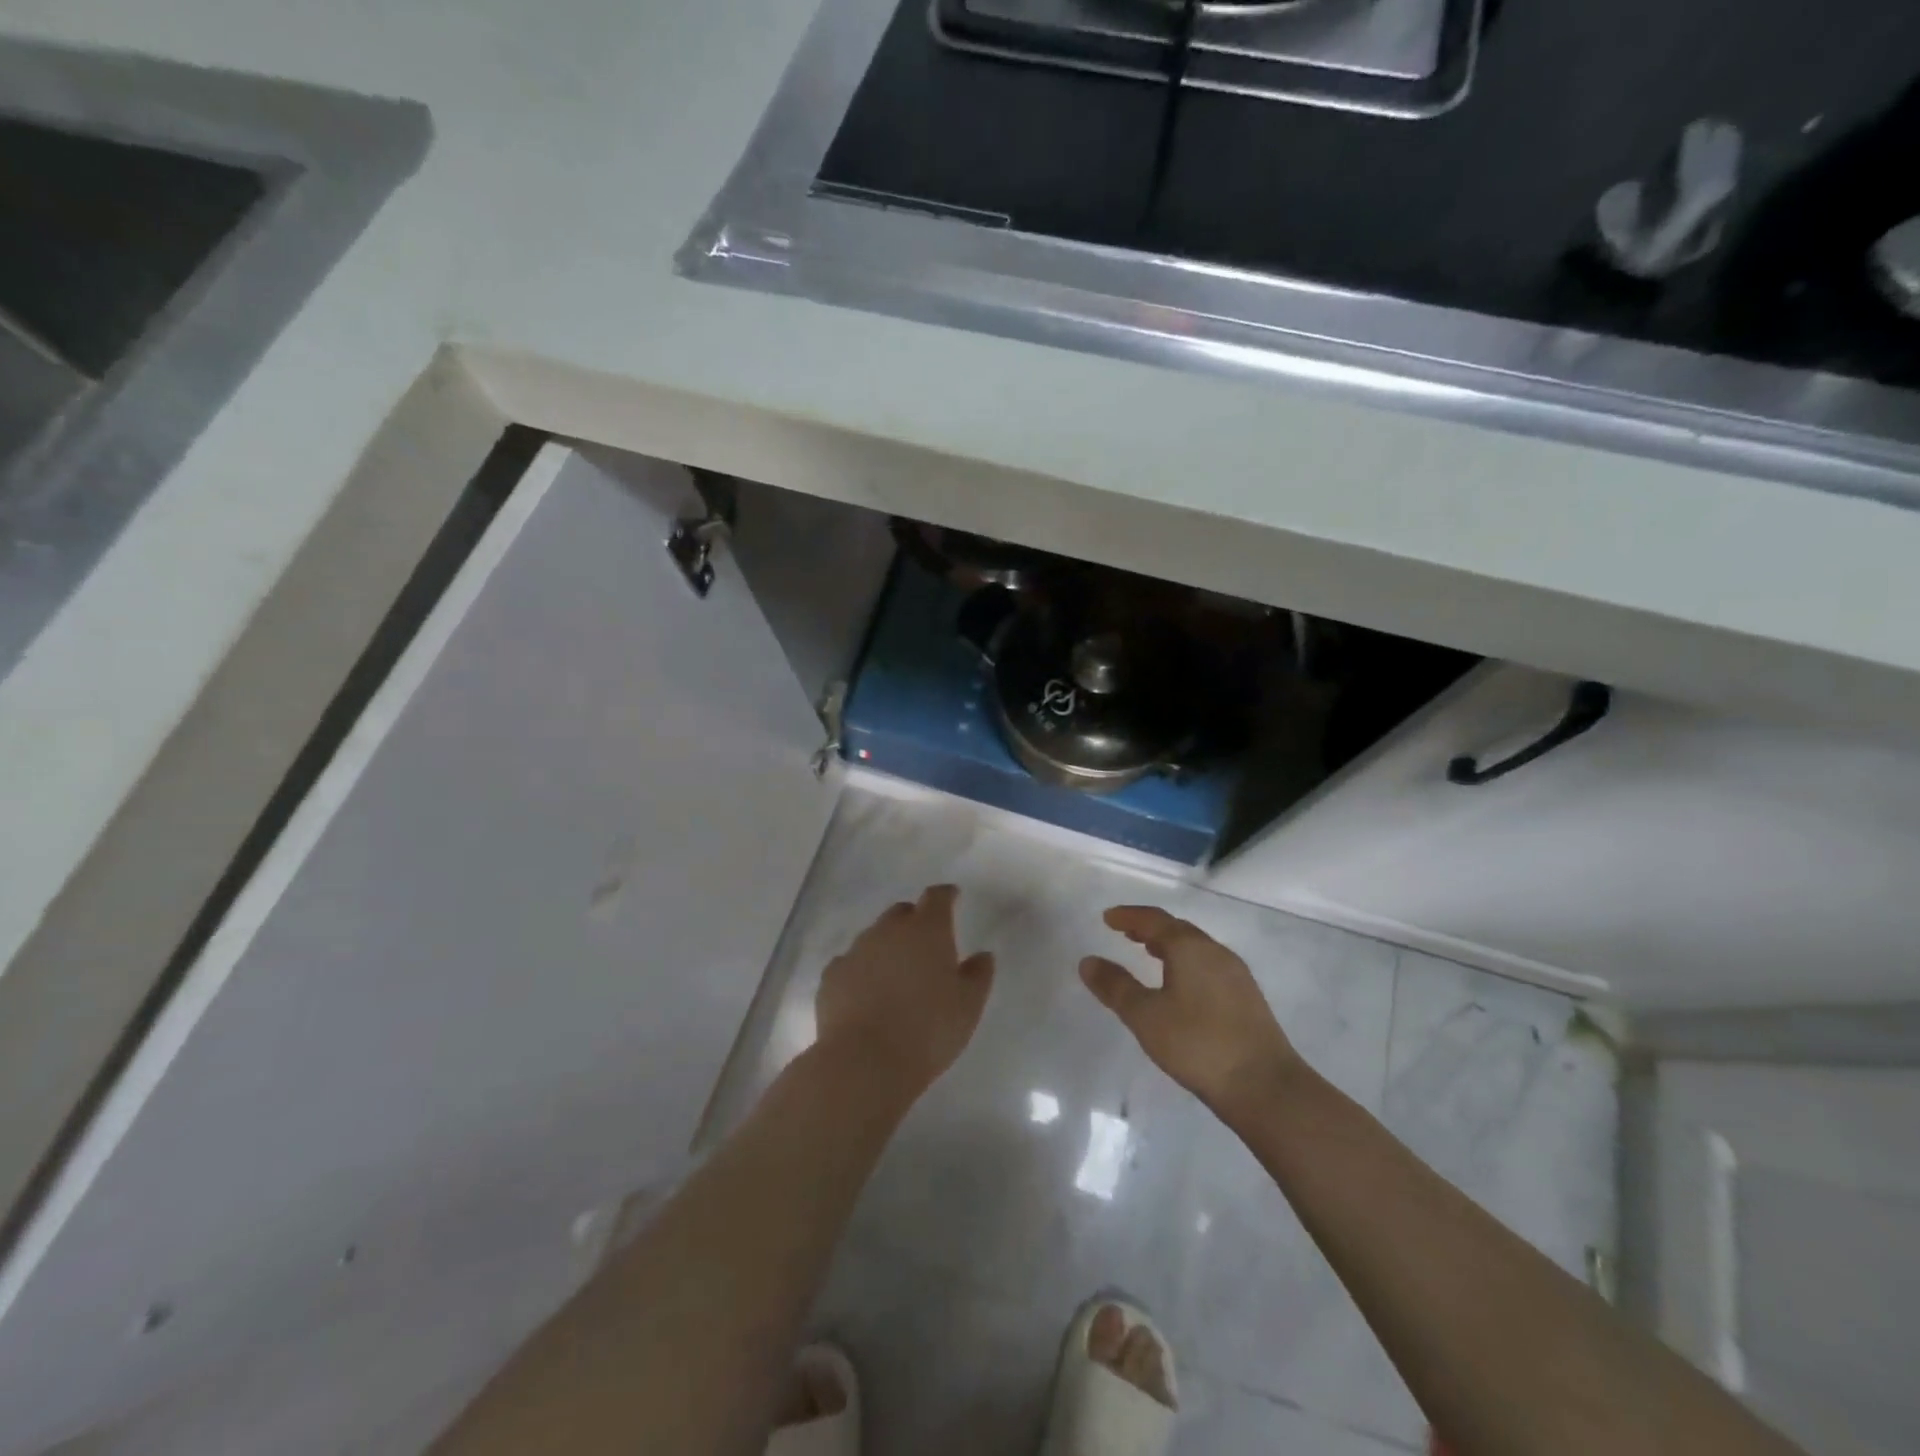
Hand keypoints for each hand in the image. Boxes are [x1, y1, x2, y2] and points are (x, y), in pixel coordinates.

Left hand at [814, 884, 995, 1101]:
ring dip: (887, 946)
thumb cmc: (928, 1031)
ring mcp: (856, 951)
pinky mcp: (832, 976)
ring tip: (896, 973)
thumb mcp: (968, 1007)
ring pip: (874, 936)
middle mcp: (889, 931)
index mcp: (927, 931)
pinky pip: (850, 962)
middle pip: (902, 912)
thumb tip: (983, 955)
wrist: (864, 1062)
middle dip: (914, 920)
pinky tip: (865, 992)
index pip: (936, 898)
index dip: (945, 895)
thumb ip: (978, 976)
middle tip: (925, 943)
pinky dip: (861, 970)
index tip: (953, 897)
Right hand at [1080, 905, 1299, 1116]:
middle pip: (1177, 929)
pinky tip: (1181, 985)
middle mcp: (1215, 951)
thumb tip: (1088, 961)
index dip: (1128, 916)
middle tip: (1125, 933)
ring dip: (1169, 945)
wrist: (1264, 1086)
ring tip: (1149, 954)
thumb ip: (1115, 986)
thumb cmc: (1197, 1044)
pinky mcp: (1247, 997)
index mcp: (1189, 947)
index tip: (1108, 918)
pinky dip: (1187, 962)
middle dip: (1149, 928)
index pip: (1154, 919)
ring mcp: (1236, 974)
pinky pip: (1209, 965)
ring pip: (1196, 947)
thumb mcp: (1145, 1016)